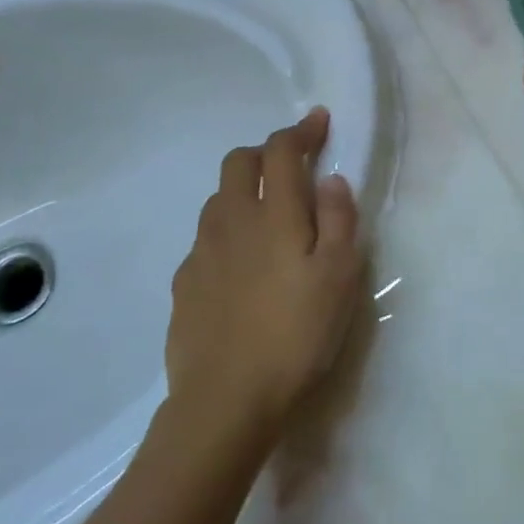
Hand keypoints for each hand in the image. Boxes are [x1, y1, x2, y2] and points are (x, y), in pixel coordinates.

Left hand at [166, 109, 363, 435]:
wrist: (224, 402)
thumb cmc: (295, 336)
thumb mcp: (339, 278)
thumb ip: (338, 221)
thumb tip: (331, 180)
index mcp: (273, 214)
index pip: (281, 151)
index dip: (300, 130)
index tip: (319, 122)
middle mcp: (231, 221)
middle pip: (239, 163)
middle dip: (265, 153)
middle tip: (291, 169)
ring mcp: (200, 252)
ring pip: (218, 200)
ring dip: (243, 192)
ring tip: (268, 219)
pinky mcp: (183, 284)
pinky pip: (206, 240)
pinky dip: (226, 234)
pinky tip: (241, 269)